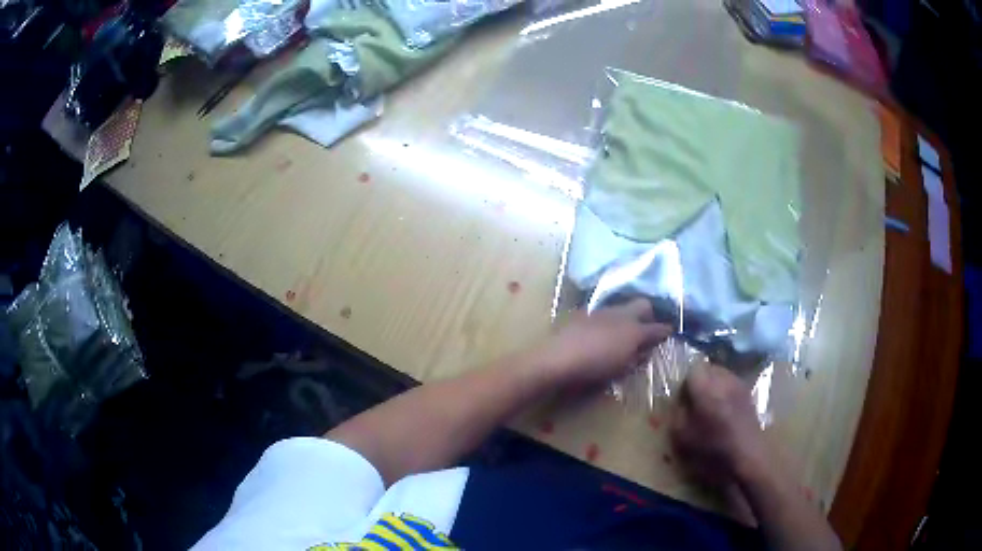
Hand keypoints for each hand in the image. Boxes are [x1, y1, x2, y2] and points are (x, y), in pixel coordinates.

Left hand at [532, 299, 671, 385]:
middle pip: (643, 305)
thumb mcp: (620, 369)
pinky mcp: (584, 311)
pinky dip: (608, 319)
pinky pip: (603, 311)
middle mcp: (621, 314)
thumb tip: (645, 351)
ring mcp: (602, 310)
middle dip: (649, 314)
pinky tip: (600, 331)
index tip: (668, 333)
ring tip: (623, 330)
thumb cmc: (592, 370)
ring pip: (622, 306)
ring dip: (627, 315)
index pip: (658, 328)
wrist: (556, 358)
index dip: (665, 331)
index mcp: (634, 331)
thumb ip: (636, 358)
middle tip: (646, 328)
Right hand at [670, 362, 768, 486]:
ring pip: (722, 375)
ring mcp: (740, 386)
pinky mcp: (749, 395)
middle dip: (700, 381)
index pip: (693, 368)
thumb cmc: (711, 451)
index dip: (685, 382)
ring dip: (714, 385)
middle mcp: (725, 380)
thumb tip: (680, 401)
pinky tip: (724, 412)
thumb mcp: (682, 437)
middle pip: (709, 368)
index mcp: (706, 388)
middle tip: (694, 402)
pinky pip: (733, 385)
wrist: (746, 460)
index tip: (682, 399)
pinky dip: (726, 392)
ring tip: (710, 406)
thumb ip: (678, 412)